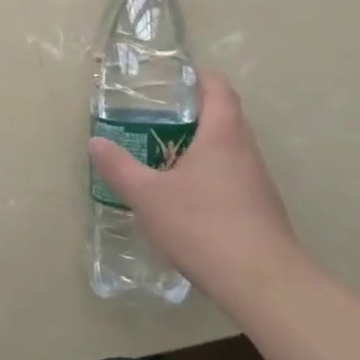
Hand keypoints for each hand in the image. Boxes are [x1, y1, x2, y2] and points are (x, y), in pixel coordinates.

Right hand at [86, 73, 310, 310]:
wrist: (264, 283)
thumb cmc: (203, 226)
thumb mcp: (148, 196)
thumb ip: (120, 167)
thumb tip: (95, 142)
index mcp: (222, 135)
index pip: (218, 89)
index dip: (198, 76)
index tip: (173, 75)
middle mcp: (245, 151)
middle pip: (224, 117)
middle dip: (191, 112)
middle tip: (155, 116)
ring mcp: (257, 182)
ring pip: (228, 150)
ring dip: (199, 146)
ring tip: (163, 155)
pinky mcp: (260, 210)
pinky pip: (232, 177)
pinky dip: (209, 175)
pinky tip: (185, 198)